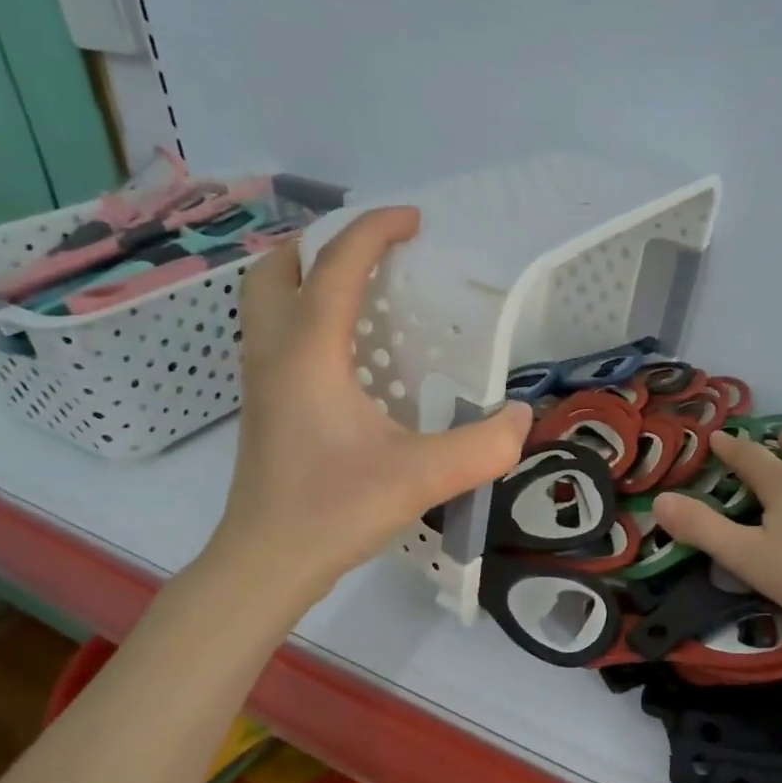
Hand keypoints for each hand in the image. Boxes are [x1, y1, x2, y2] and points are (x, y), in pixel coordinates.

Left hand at [205, 205, 531, 609]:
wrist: (266, 563)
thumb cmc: (334, 511)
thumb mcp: (421, 477)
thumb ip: (483, 446)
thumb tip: (520, 416)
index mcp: (308, 353)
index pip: (336, 266)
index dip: (374, 231)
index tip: (413, 219)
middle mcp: (274, 353)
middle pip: (277, 269)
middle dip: (321, 243)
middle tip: (372, 251)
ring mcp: (261, 380)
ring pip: (266, 301)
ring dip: (307, 277)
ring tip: (361, 290)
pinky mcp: (264, 406)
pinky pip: (276, 334)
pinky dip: (306, 315)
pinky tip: (349, 352)